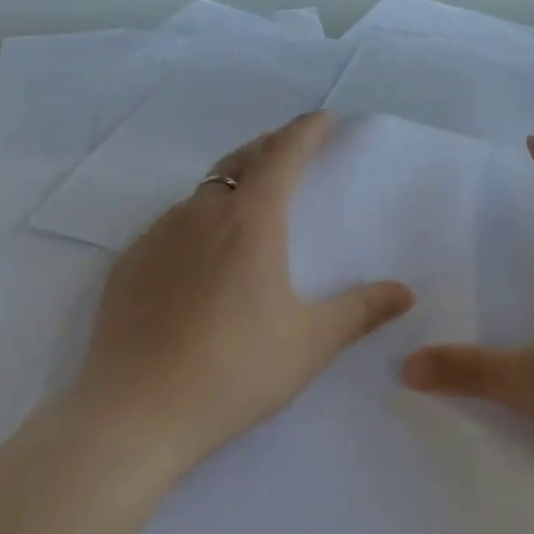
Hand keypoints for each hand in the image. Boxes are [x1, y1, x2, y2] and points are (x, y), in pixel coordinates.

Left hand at [76, 112, 415, 475]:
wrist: (133, 415)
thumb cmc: (234, 371)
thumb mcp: (309, 343)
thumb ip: (361, 312)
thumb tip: (405, 293)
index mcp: (251, 222)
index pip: (283, 154)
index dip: (306, 130)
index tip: (324, 117)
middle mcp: (201, 214)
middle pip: (241, 161)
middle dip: (270, 147)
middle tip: (292, 150)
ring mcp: (157, 235)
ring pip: (203, 192)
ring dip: (233, 183)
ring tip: (251, 201)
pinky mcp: (128, 262)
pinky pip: (172, 223)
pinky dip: (198, 219)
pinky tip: (201, 255)